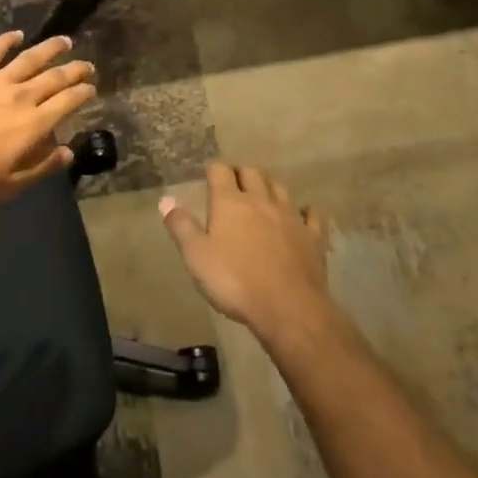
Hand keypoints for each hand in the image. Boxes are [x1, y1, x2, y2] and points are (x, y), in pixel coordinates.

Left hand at [0, 31, 96, 204]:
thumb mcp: (12, 185)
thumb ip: (42, 167)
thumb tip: (68, 152)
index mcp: (34, 124)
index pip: (68, 102)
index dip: (83, 93)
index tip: (91, 88)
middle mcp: (21, 96)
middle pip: (55, 77)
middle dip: (75, 70)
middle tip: (87, 65)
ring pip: (30, 58)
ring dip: (50, 48)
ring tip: (65, 41)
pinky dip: (6, 40)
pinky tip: (17, 34)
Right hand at [160, 164, 331, 340]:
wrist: (288, 308)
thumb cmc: (234, 281)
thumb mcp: (196, 256)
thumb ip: (181, 226)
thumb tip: (166, 199)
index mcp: (230, 202)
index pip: (220, 171)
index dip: (214, 169)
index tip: (209, 173)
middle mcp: (260, 201)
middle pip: (252, 173)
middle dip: (242, 173)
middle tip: (235, 183)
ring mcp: (289, 217)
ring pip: (280, 188)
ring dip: (269, 186)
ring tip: (263, 193)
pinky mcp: (311, 237)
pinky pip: (310, 216)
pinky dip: (305, 211)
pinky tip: (303, 213)